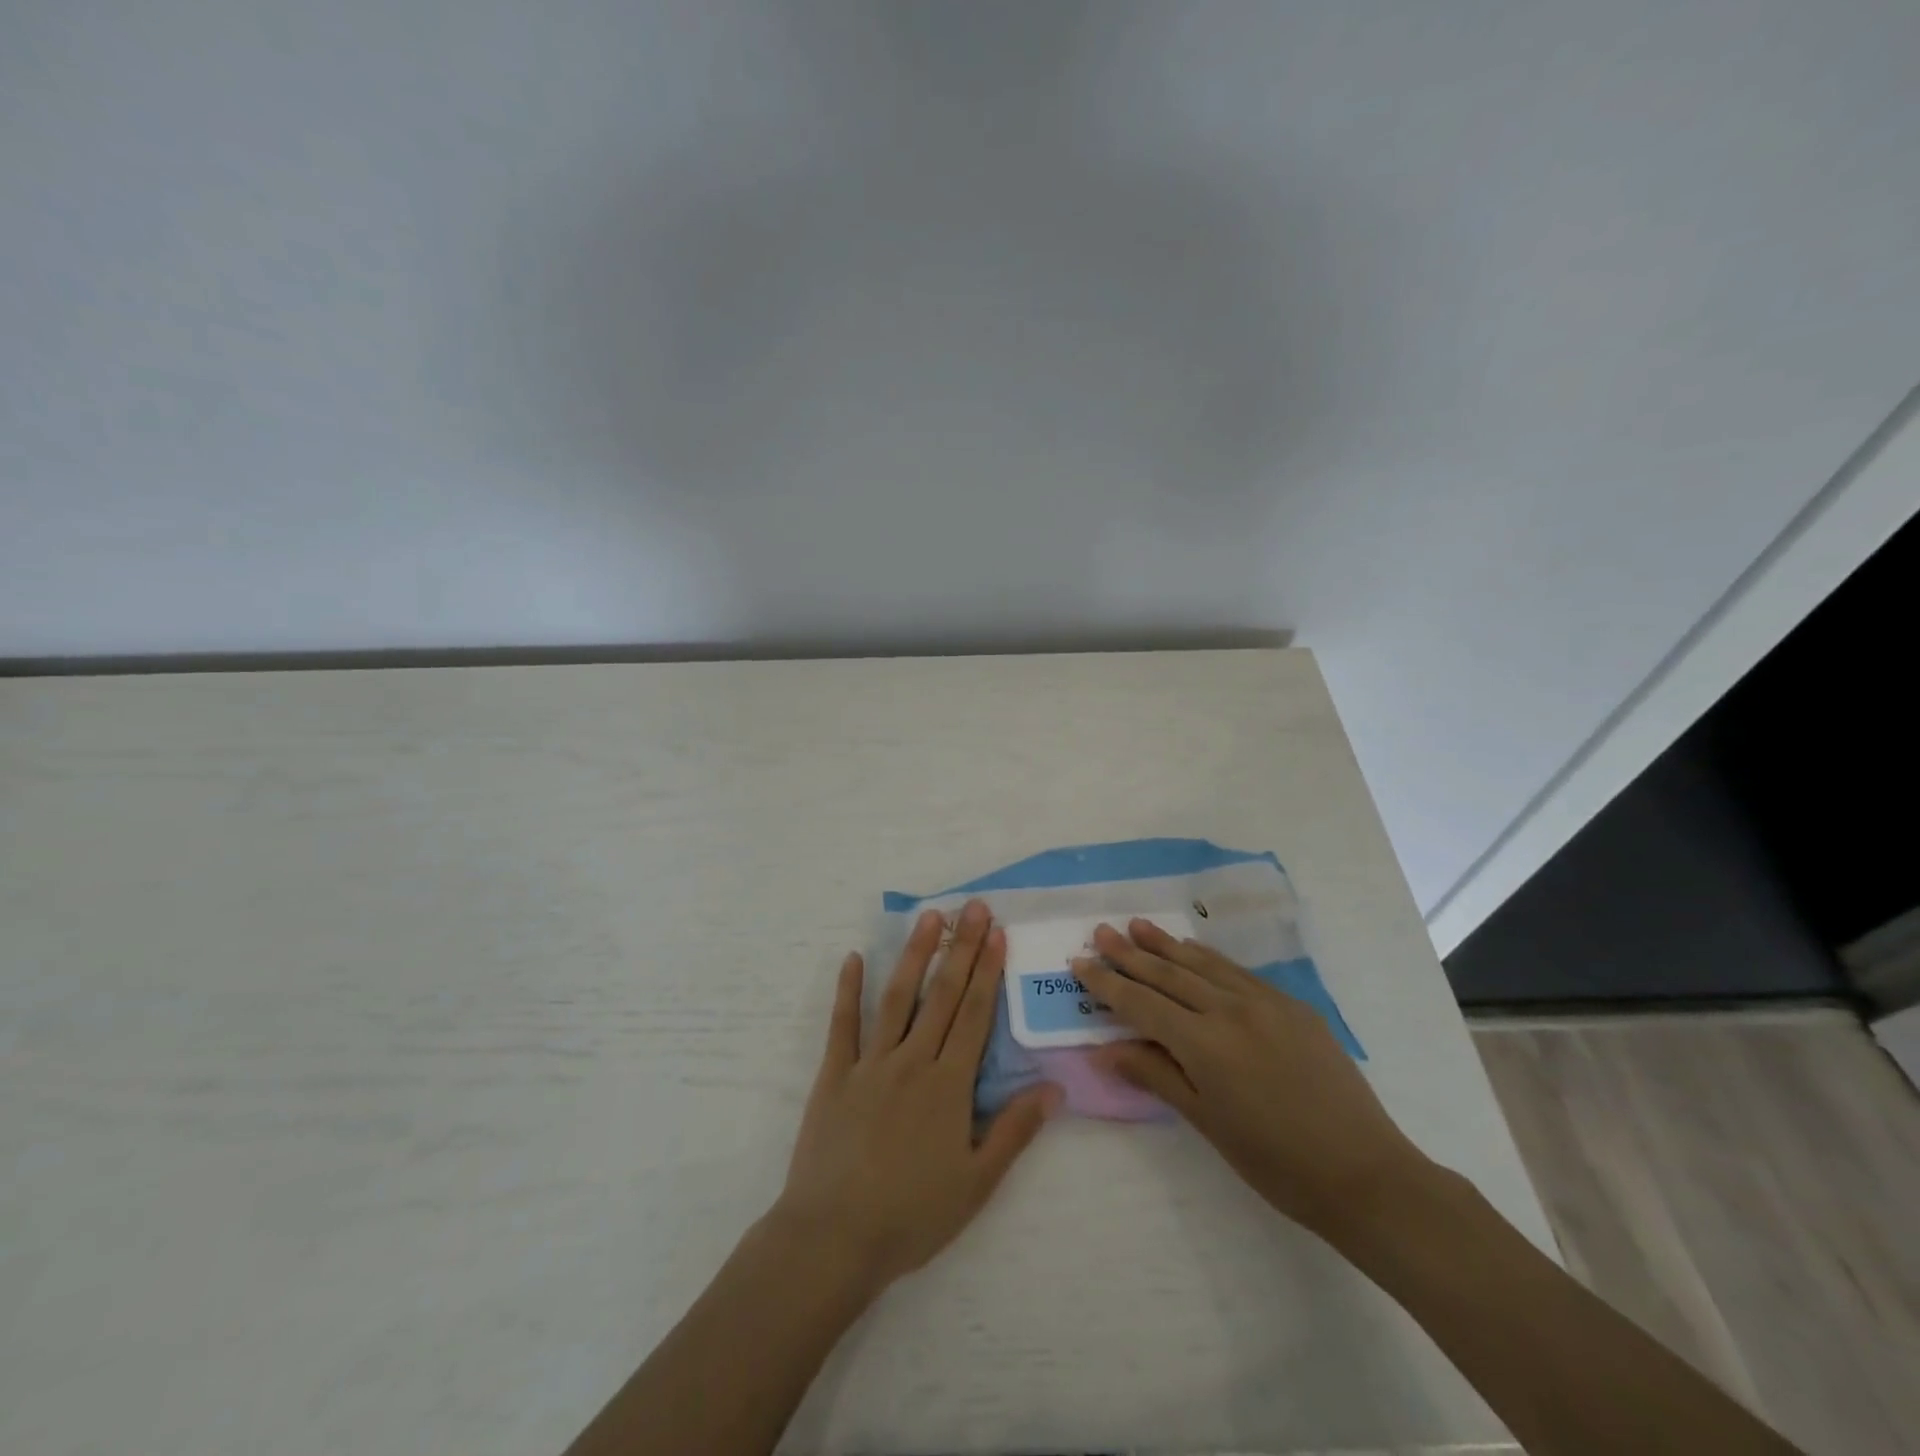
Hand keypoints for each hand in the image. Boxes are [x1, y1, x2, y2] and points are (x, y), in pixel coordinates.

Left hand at [770, 900, 1060, 1294]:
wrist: (834, 1237)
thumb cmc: (912, 1215)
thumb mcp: (976, 1182)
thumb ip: (1015, 1130)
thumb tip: (1055, 1088)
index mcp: (948, 1084)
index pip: (975, 1014)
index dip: (987, 970)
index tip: (996, 932)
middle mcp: (912, 1060)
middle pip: (943, 994)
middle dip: (960, 947)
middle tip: (973, 907)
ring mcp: (870, 1063)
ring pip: (897, 997)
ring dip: (914, 954)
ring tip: (929, 918)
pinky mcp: (834, 1074)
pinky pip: (842, 1024)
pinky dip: (848, 989)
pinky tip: (852, 958)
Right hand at [1071, 920, 1427, 1238]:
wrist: (1365, 1173)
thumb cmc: (1275, 1162)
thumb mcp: (1207, 1123)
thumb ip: (1155, 1075)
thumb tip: (1104, 1050)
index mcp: (1204, 1044)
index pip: (1141, 1003)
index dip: (1107, 983)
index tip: (1080, 962)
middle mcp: (1230, 1010)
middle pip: (1168, 974)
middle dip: (1130, 953)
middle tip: (1101, 931)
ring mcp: (1264, 1002)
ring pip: (1202, 964)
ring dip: (1166, 944)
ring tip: (1137, 925)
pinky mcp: (1291, 1005)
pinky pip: (1237, 972)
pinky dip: (1207, 958)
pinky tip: (1192, 949)